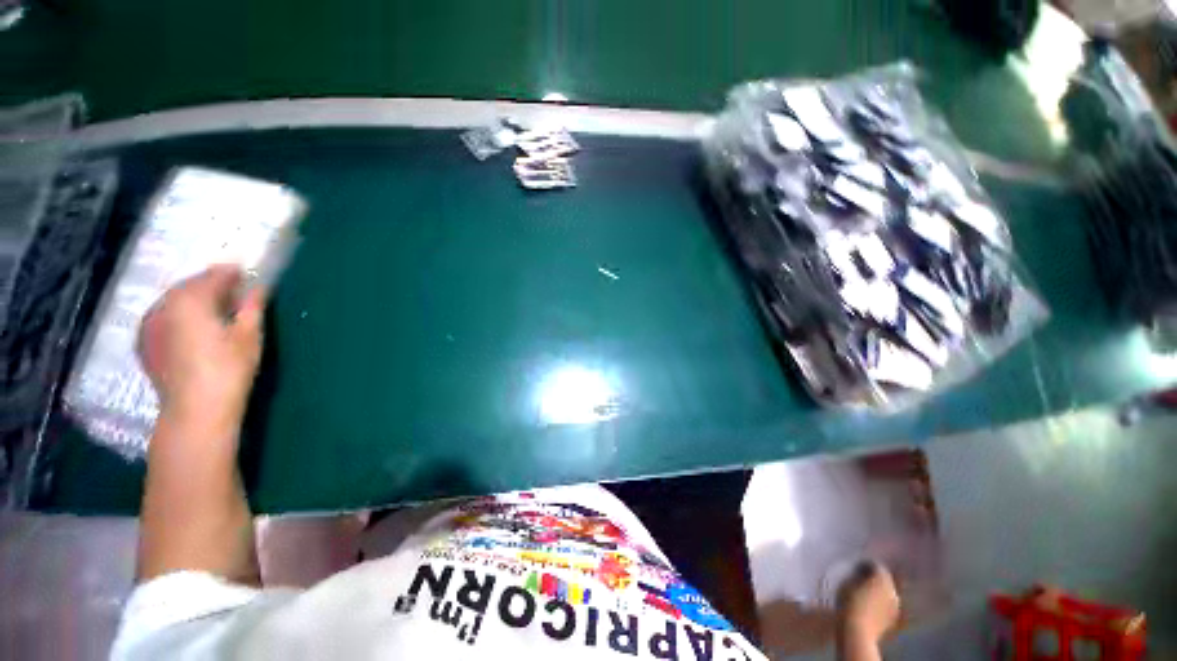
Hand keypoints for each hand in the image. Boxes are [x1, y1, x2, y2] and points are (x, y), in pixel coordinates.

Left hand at [138, 265, 264, 437]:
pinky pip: (161, 316)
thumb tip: (259, 286)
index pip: (213, 276)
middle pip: (189, 286)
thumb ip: (252, 306)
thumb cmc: (229, 368)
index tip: (245, 271)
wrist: (195, 409)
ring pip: (173, 301)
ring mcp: (149, 324)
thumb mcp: (250, 335)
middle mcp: (164, 305)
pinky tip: (190, 326)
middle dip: (210, 285)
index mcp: (191, 299)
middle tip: (232, 291)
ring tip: (212, 308)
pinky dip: (177, 314)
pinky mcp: (144, 342)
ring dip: (192, 299)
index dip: (231, 272)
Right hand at [836, 561, 900, 642]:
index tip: (856, 566)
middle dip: (875, 578)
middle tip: (861, 579)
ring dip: (878, 591)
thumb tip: (860, 571)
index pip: (876, 565)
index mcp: (882, 578)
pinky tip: (870, 606)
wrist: (858, 632)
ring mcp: (896, 606)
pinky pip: (887, 604)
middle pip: (884, 579)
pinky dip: (880, 602)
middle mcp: (893, 590)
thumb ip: (857, 575)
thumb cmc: (849, 604)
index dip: (866, 564)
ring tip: (865, 594)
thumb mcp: (847, 583)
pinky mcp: (894, 619)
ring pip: (887, 593)